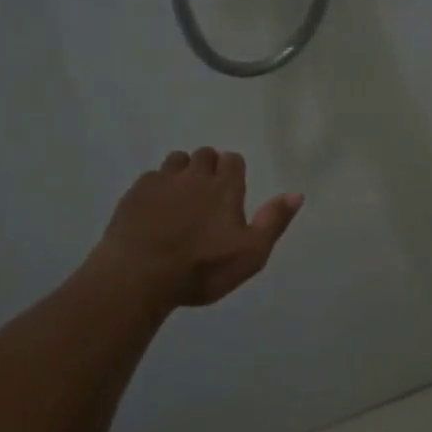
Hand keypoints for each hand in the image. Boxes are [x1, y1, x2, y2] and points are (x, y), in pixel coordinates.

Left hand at [92, 148, 302, 308]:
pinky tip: (155, 209)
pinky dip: (157, 187)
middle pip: (204, 155)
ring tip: (181, 197)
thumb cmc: (202, 269)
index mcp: (225, 187)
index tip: (231, 190)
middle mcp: (194, 176)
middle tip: (207, 195)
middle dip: (208, 167)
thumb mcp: (251, 254)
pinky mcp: (134, 193)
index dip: (234, 171)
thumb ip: (273, 221)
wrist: (139, 276)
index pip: (233, 159)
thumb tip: (297, 193)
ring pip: (176, 161)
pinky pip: (151, 177)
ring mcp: (161, 181)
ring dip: (182, 172)